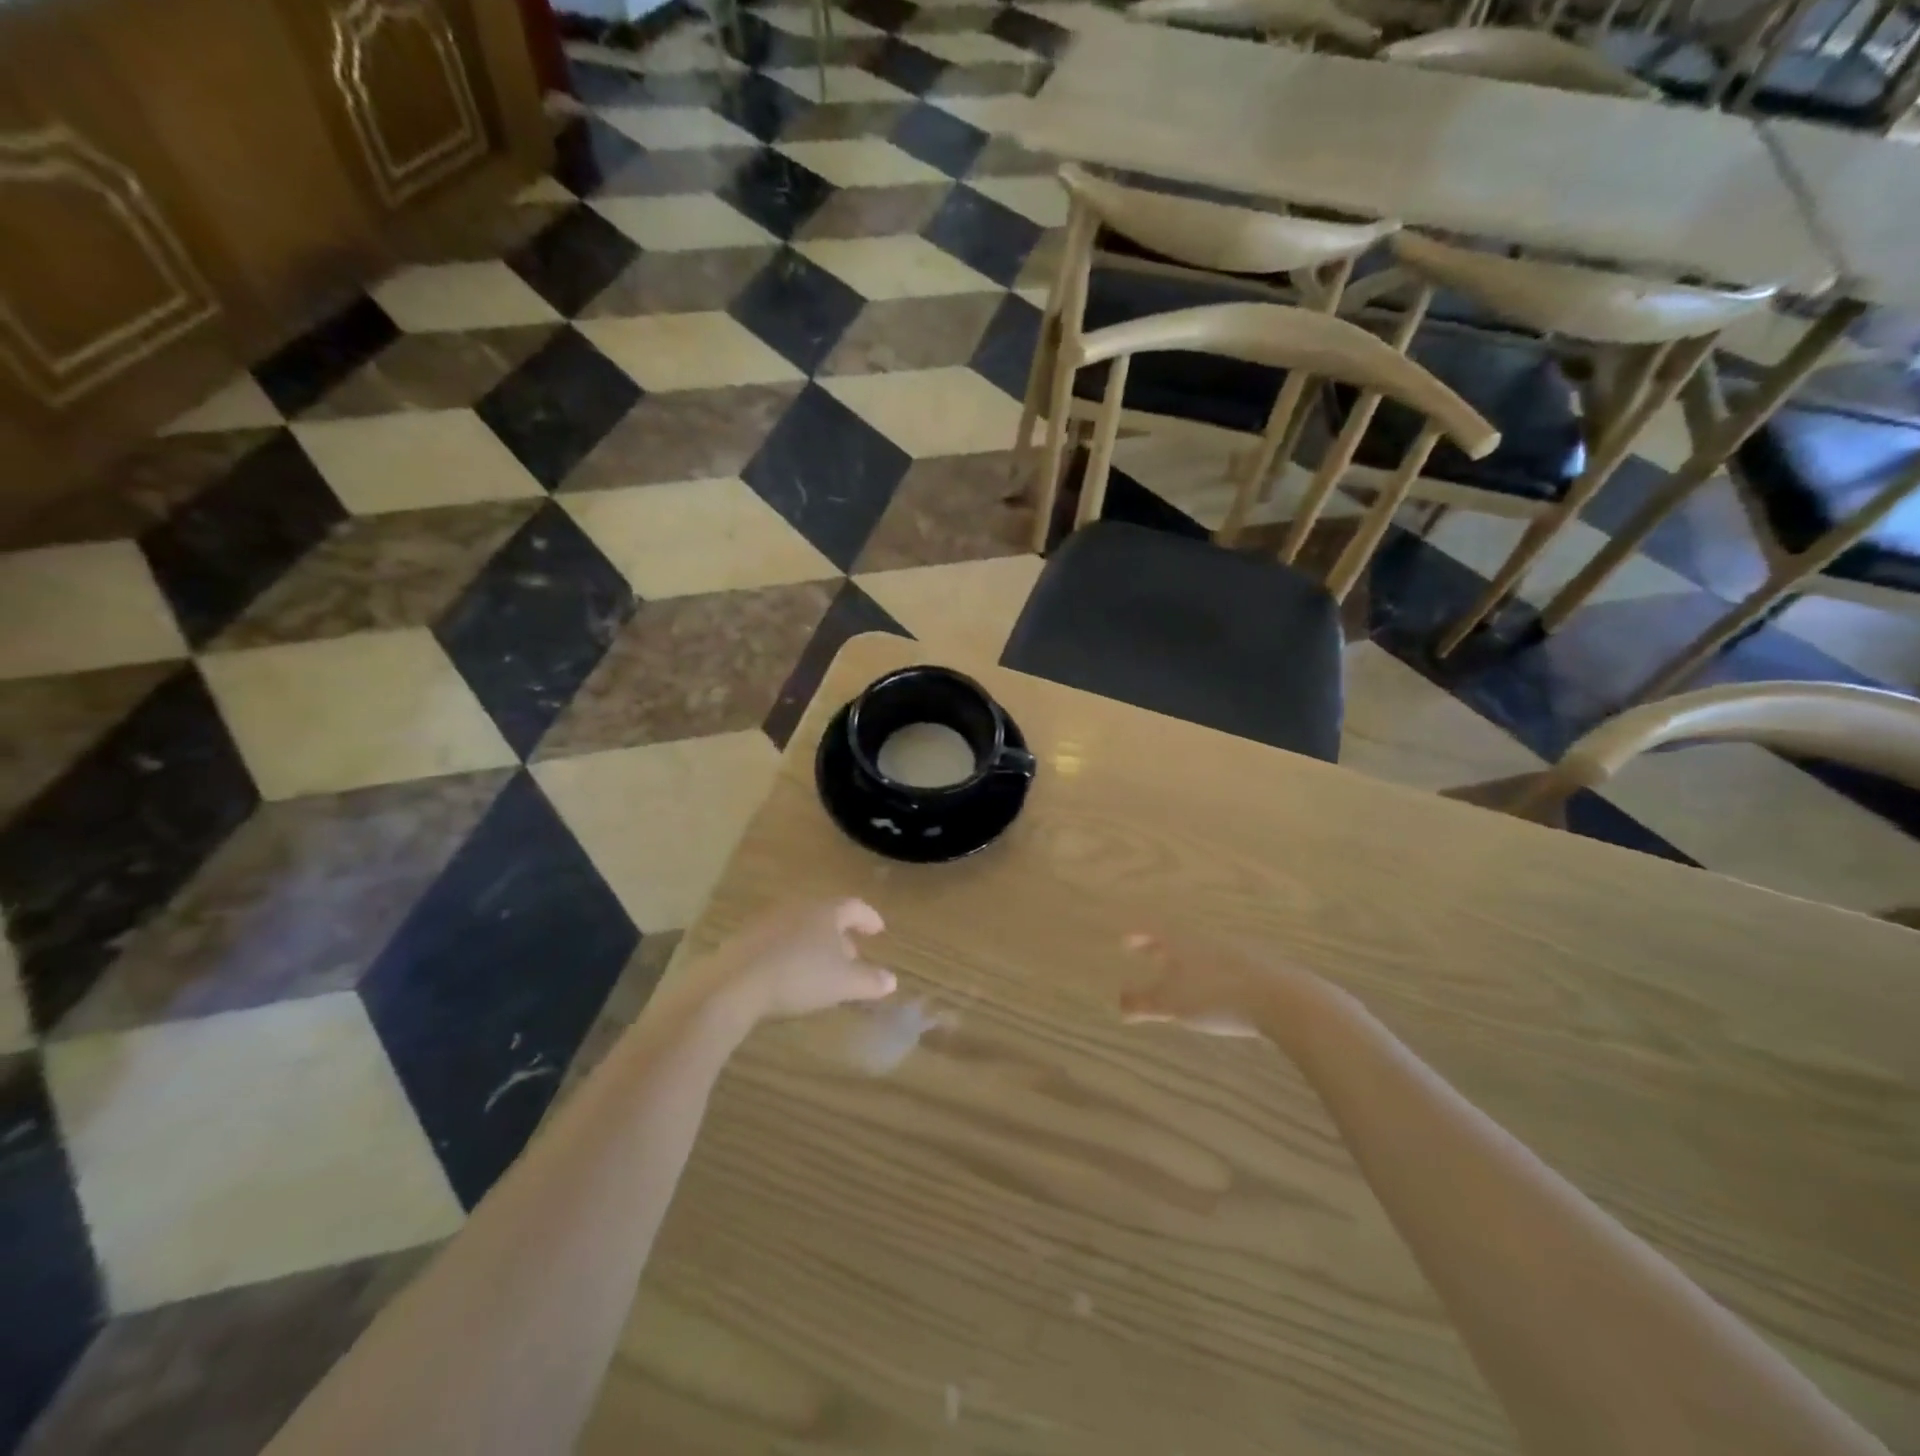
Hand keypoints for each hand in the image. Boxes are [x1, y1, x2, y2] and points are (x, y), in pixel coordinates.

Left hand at [705, 899, 896, 1022]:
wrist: (733, 984)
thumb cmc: (798, 976)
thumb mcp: (843, 984)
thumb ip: (870, 981)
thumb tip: (891, 980)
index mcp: (826, 911)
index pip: (854, 907)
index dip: (869, 918)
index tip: (878, 931)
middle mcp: (797, 908)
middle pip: (825, 916)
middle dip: (840, 936)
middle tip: (851, 957)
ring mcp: (767, 921)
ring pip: (800, 928)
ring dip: (814, 946)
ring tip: (820, 970)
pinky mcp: (743, 940)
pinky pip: (777, 942)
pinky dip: (790, 954)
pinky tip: (788, 977)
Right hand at [1117, 929, 1283, 1038]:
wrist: (1283, 999)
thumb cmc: (1216, 996)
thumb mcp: (1172, 1003)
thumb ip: (1143, 1003)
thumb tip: (1119, 1004)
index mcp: (1182, 941)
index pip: (1153, 931)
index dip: (1137, 935)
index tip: (1124, 940)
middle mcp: (1205, 939)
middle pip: (1177, 939)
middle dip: (1160, 947)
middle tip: (1147, 954)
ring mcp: (1234, 951)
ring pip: (1201, 951)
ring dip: (1186, 961)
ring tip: (1179, 976)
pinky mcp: (1257, 968)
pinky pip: (1223, 965)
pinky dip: (1210, 973)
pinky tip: (1215, 990)